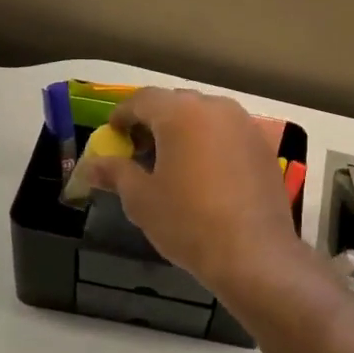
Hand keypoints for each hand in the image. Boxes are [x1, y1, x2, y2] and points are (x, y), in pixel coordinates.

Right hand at [92, 88, 306, 295]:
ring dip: (184, 131)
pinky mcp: (263, 147)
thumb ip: (115, 173)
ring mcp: (245, 125)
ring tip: (172, 163)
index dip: (123, 116)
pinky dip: (210, 143)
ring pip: (205, 116)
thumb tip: (90, 166)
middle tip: (140, 150)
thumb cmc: (188, 221)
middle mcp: (216, 108)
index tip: (113, 136)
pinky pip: (228, 134)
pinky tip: (205, 174)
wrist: (253, 253)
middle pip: (176, 103)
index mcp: (181, 113)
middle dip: (154, 121)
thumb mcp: (141, 199)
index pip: (143, 99)